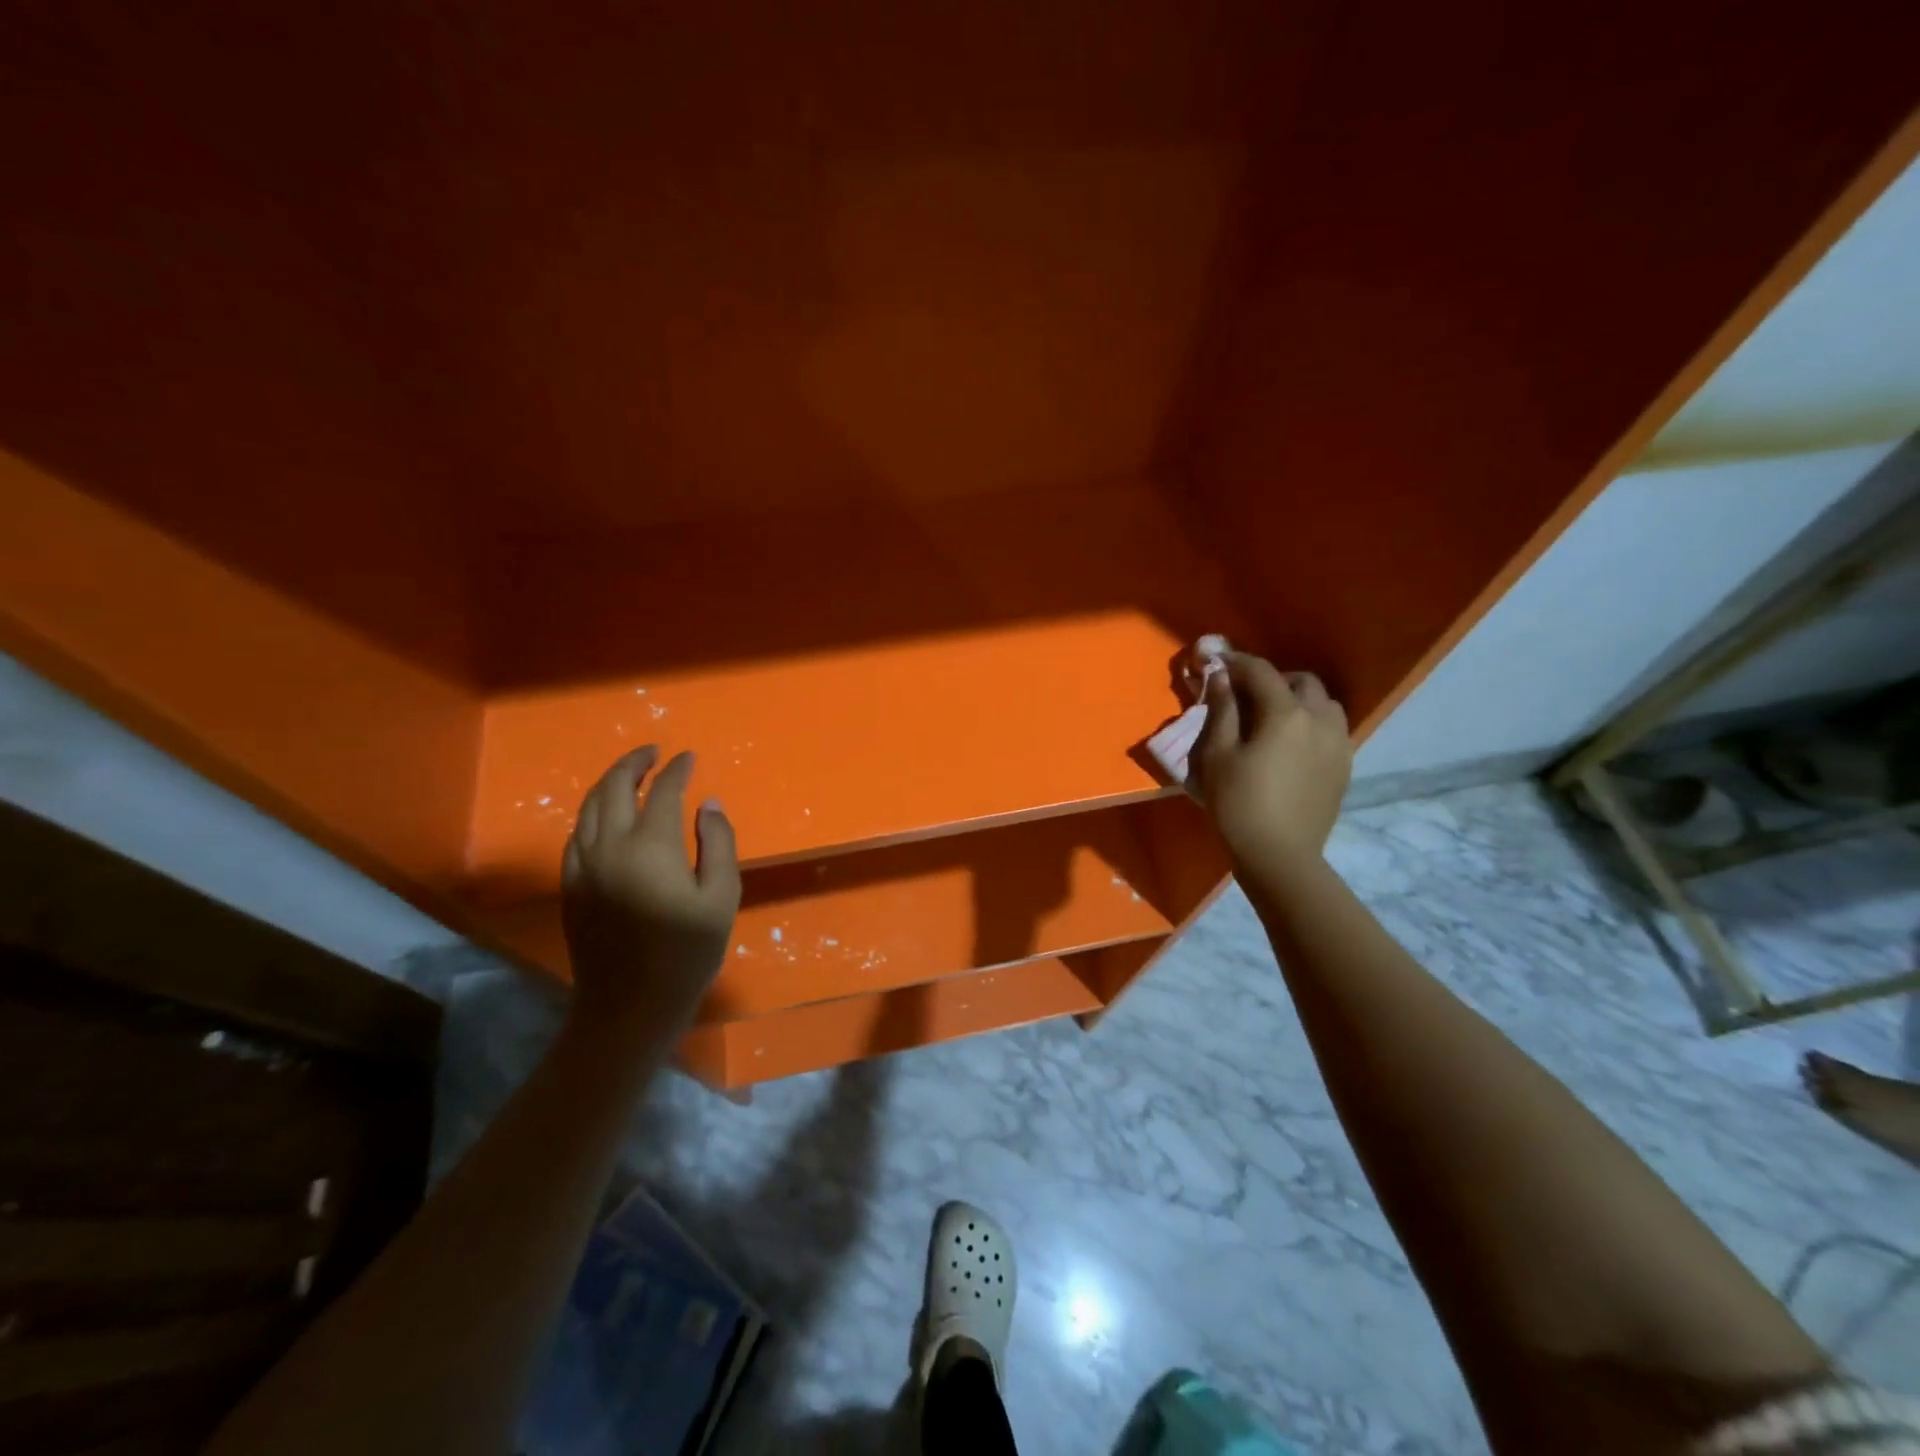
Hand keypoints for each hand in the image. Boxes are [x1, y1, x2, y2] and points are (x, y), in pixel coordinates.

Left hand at [560, 747, 741, 1050]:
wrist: (629, 1005)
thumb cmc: (686, 952)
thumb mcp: (721, 897)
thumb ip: (718, 843)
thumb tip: (708, 804)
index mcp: (651, 846)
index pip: (663, 790)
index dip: (677, 769)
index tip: (689, 757)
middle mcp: (609, 846)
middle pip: (614, 787)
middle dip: (634, 763)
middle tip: (654, 752)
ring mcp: (583, 865)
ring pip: (588, 806)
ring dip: (610, 782)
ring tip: (631, 774)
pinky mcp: (570, 885)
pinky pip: (577, 833)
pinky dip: (593, 812)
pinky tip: (607, 817)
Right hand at [1192, 652, 1351, 867]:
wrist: (1279, 855)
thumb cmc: (1238, 803)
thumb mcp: (1217, 754)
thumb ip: (1222, 710)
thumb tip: (1221, 676)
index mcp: (1285, 713)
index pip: (1261, 672)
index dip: (1237, 663)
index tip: (1216, 662)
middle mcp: (1320, 720)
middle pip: (1301, 681)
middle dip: (1273, 679)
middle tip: (1245, 693)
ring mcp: (1338, 743)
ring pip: (1324, 703)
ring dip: (1299, 699)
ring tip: (1273, 716)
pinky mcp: (1344, 766)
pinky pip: (1333, 729)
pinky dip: (1312, 722)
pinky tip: (1292, 742)